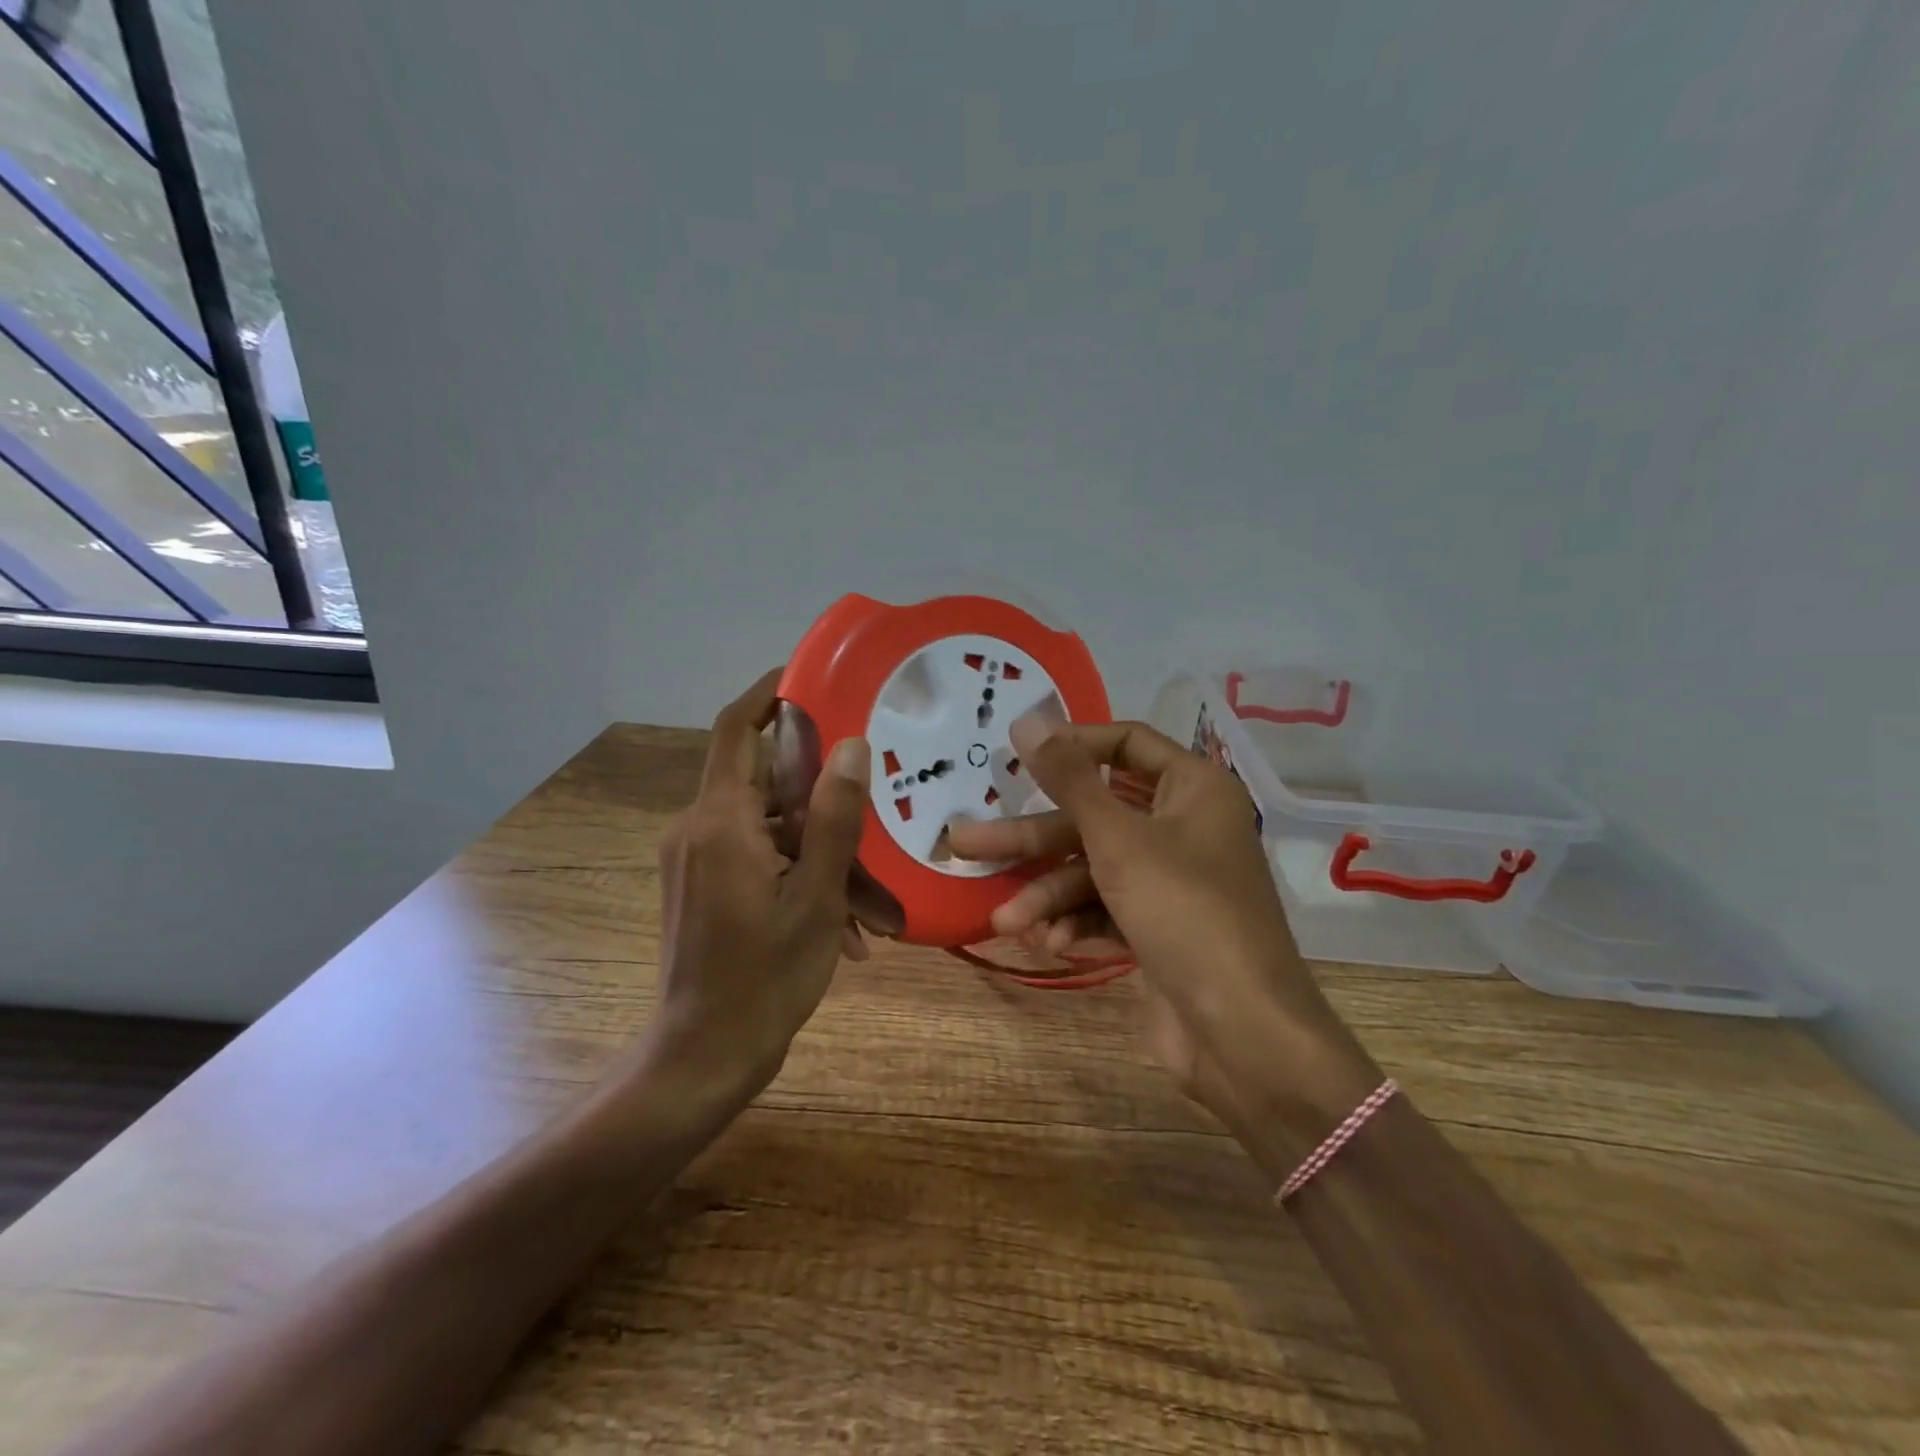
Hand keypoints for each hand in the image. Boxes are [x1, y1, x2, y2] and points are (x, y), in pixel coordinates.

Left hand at [646, 668, 871, 1109]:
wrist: (702, 1059)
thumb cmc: (765, 979)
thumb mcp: (817, 897)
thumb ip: (834, 818)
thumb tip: (851, 746)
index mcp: (721, 822)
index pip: (738, 730)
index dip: (770, 694)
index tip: (812, 678)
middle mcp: (699, 830)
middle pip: (766, 784)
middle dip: (823, 800)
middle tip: (875, 807)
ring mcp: (698, 861)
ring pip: (770, 830)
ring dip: (821, 855)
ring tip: (873, 904)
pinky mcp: (703, 888)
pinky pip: (759, 860)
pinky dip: (800, 878)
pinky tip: (845, 928)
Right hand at [945, 715, 1381, 1157]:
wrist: (1242, 1033)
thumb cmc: (1184, 911)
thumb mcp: (1118, 839)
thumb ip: (1069, 780)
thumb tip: (1027, 720)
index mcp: (1193, 789)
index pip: (1127, 744)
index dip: (1072, 745)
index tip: (1018, 756)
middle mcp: (1184, 827)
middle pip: (1095, 817)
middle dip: (1033, 839)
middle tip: (965, 841)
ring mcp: (1171, 882)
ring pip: (1094, 870)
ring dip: (1049, 896)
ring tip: (1003, 920)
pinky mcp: (1159, 928)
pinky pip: (1107, 909)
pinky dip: (1078, 924)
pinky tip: (1050, 944)